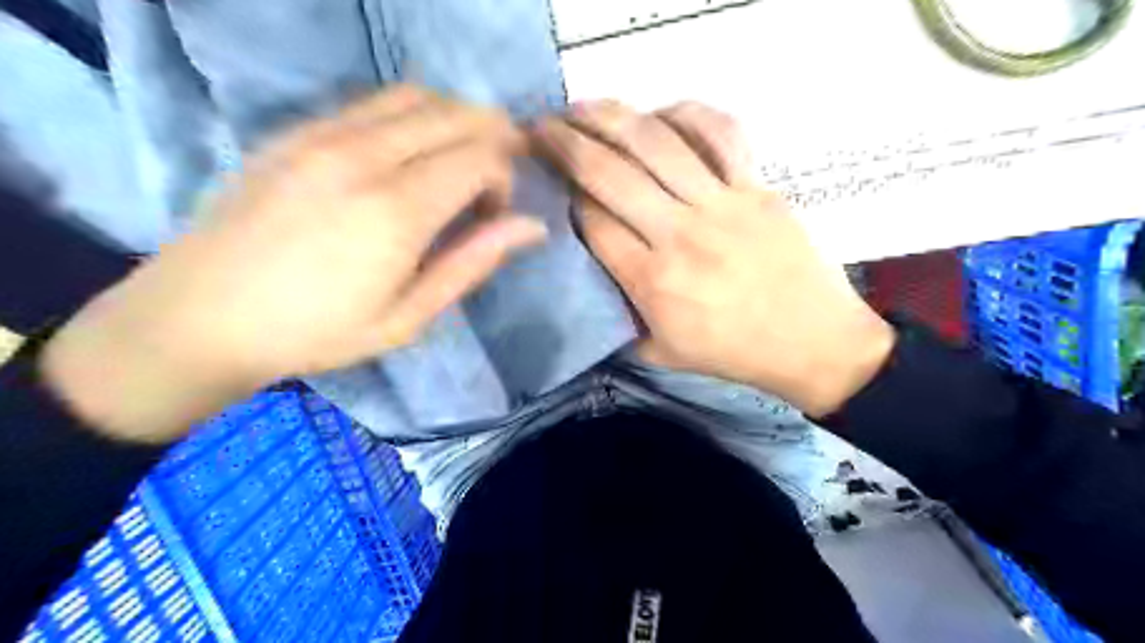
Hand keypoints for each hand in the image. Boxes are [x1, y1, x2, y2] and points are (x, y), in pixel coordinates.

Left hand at [42, 85, 545, 442]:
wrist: (202, 315)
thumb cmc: (317, 331)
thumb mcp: (409, 317)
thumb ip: (472, 263)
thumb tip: (532, 226)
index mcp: (397, 210)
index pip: (481, 156)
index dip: (504, 180)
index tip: (493, 216)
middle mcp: (365, 155)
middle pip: (457, 114)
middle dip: (493, 138)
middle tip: (494, 180)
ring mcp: (325, 134)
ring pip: (418, 96)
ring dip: (455, 120)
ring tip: (458, 162)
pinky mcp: (298, 130)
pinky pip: (374, 102)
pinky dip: (413, 115)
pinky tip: (410, 153)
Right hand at [538, 98, 893, 412]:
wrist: (813, 342)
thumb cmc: (733, 353)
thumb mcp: (661, 352)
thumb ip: (620, 316)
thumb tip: (592, 275)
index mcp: (653, 281)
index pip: (591, 221)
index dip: (564, 197)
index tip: (552, 185)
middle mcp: (680, 234)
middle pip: (609, 172)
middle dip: (565, 143)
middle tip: (540, 127)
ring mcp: (722, 203)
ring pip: (655, 142)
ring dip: (610, 116)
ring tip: (582, 106)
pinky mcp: (756, 186)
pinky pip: (720, 133)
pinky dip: (687, 113)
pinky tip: (660, 112)